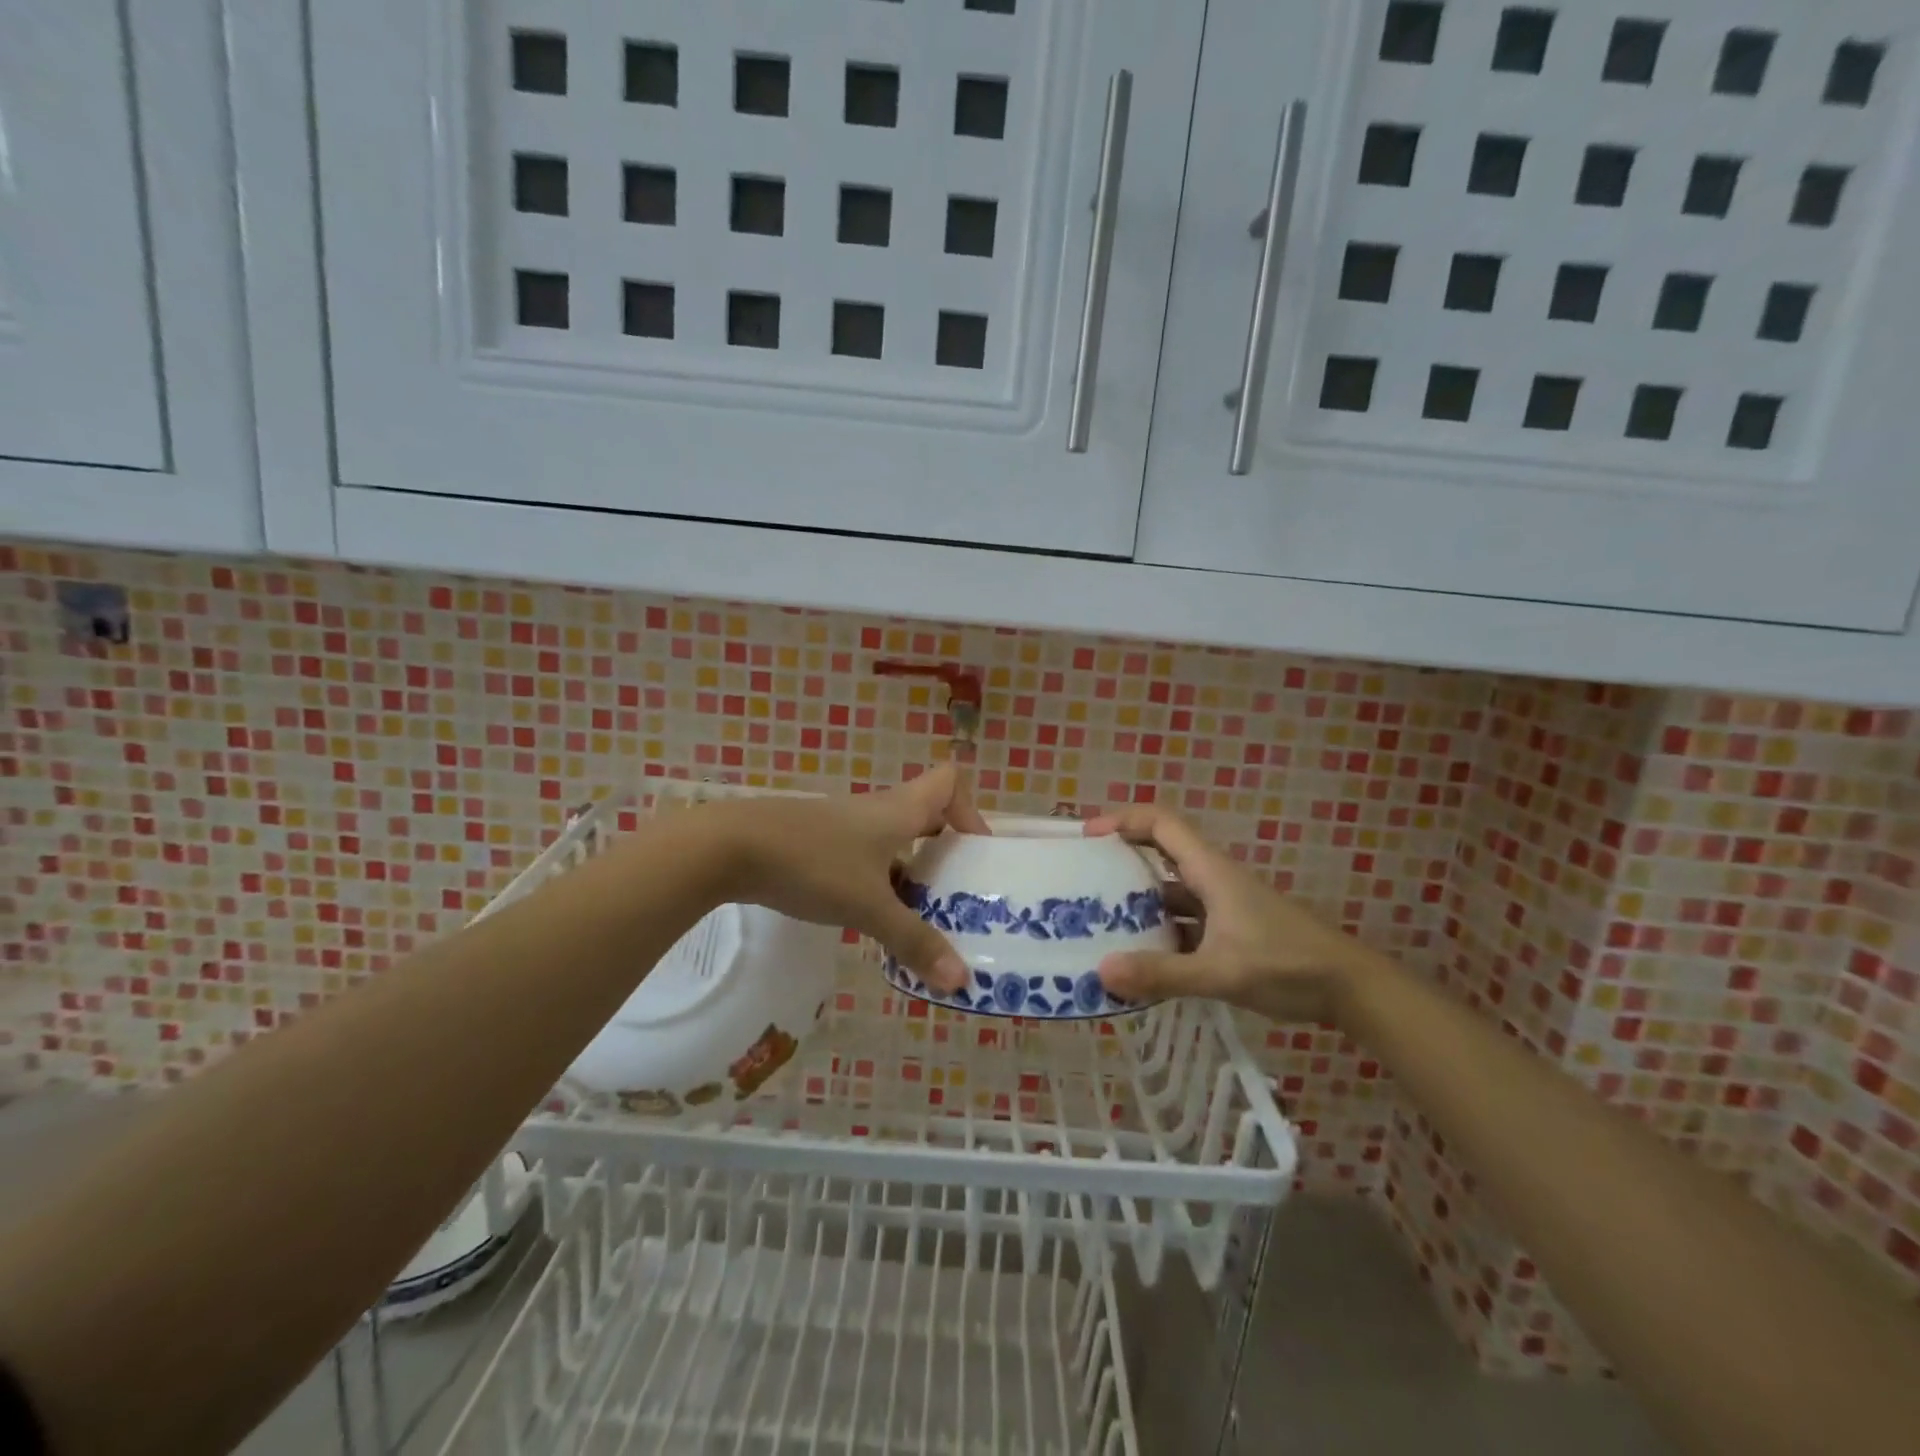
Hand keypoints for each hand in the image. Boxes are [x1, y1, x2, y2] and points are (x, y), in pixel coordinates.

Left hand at [709, 765, 988, 991]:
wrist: (729, 848)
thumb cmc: (812, 864)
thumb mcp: (868, 907)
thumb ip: (914, 941)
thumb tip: (961, 980)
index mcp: (899, 810)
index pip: (949, 782)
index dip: (970, 810)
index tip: (975, 852)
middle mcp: (876, 810)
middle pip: (925, 814)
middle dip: (945, 850)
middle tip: (957, 893)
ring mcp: (842, 825)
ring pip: (892, 839)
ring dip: (910, 870)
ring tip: (919, 914)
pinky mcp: (815, 841)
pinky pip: (863, 854)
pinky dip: (876, 878)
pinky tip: (867, 915)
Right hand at [1088, 806, 1357, 1023]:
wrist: (1351, 989)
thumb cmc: (1288, 966)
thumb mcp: (1221, 972)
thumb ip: (1163, 973)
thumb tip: (1102, 971)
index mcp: (1210, 871)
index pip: (1161, 823)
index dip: (1123, 819)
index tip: (1087, 836)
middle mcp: (1213, 880)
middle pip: (1160, 853)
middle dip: (1121, 861)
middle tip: (1083, 881)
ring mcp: (1223, 906)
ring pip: (1171, 891)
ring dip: (1139, 902)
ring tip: (1100, 922)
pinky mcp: (1230, 931)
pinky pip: (1184, 921)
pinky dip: (1160, 931)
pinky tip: (1142, 959)